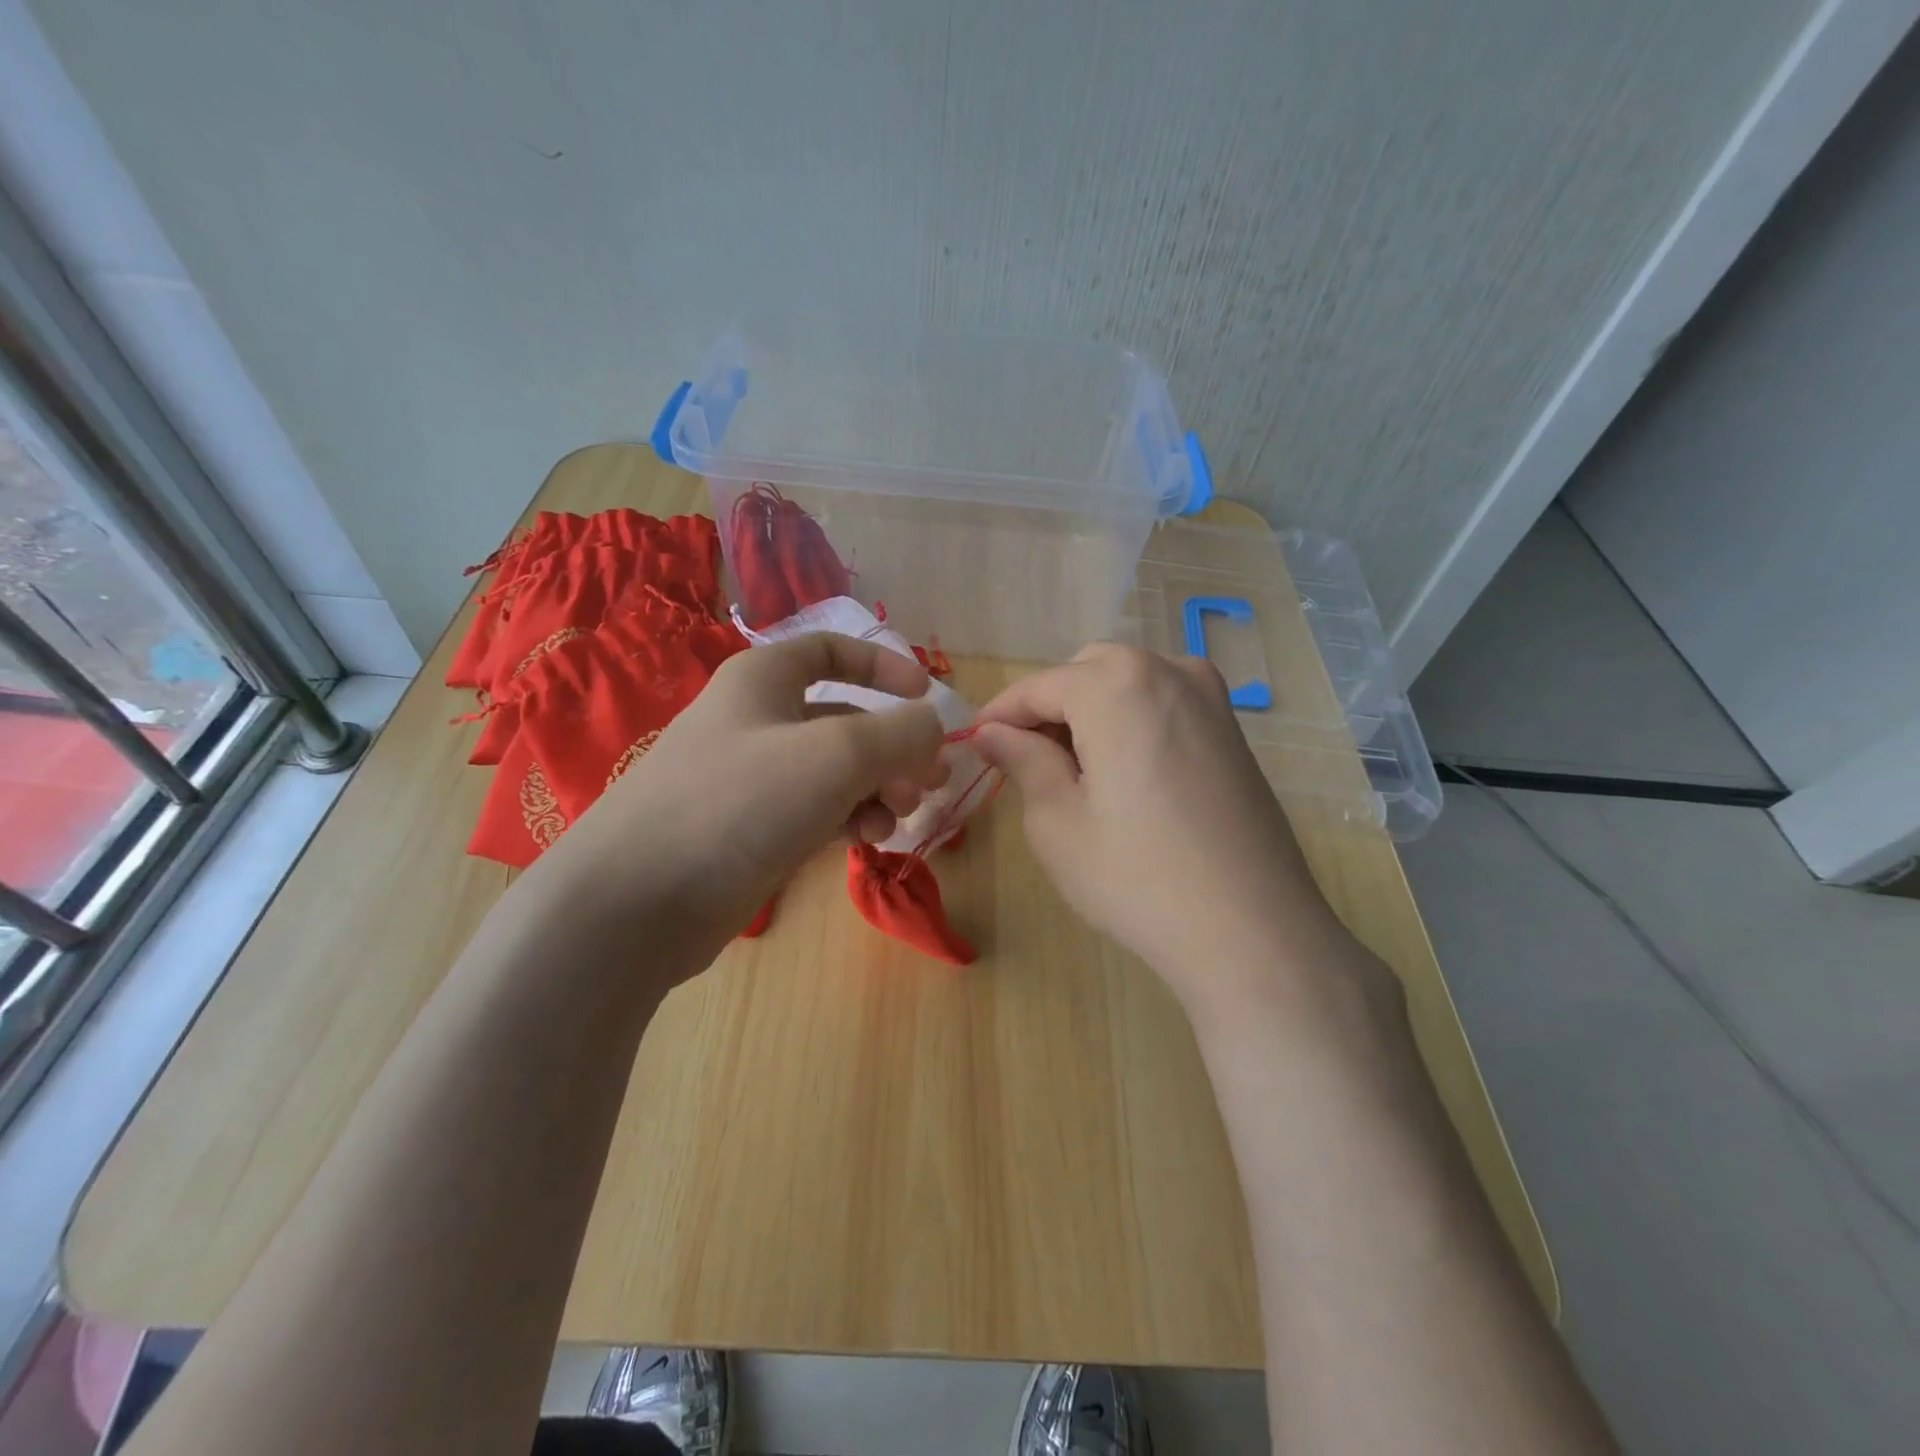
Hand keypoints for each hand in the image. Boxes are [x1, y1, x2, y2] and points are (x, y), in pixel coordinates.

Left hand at [532, 633, 945, 958]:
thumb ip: (900, 734)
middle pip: (844, 719)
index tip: (927, 697)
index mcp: (763, 679)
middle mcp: (756, 720)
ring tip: (896, 819)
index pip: (832, 650)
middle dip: (893, 748)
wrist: (638, 900)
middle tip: (929, 783)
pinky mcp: (749, 830)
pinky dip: (847, 819)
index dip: (884, 666)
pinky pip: (814, 811)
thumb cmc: (740, 802)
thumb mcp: (837, 754)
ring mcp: (750, 779)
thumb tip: (932, 728)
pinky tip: (866, 841)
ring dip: (877, 789)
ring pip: (834, 771)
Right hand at [971, 644, 1342, 1007]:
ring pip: (1129, 683)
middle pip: (1087, 671)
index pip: (1040, 686)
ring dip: (1091, 712)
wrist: (1252, 930)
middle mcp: (1169, 671)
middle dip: (1050, 707)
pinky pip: (1164, 704)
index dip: (1001, 714)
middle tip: (1026, 761)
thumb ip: (1022, 760)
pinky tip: (1124, 774)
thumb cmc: (1137, 876)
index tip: (975, 742)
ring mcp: (1210, 698)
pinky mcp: (1232, 731)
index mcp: (1117, 685)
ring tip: (1073, 771)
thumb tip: (993, 732)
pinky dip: (1131, 722)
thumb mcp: (1057, 821)